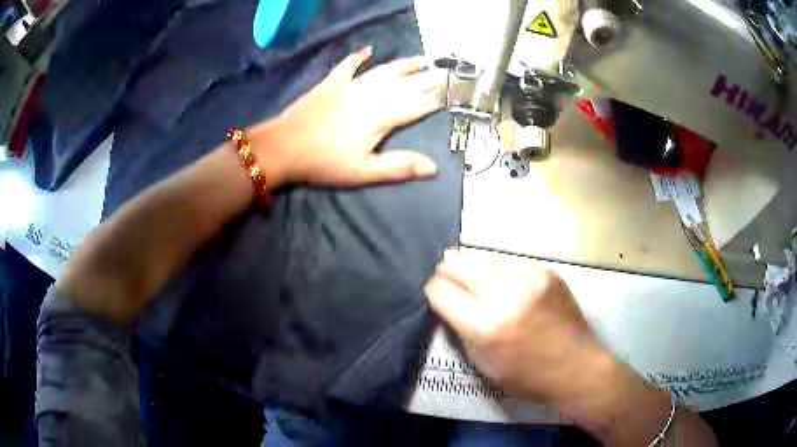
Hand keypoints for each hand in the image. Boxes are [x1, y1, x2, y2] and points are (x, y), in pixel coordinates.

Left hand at [248, 47, 441, 188]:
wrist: (284, 146)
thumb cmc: (324, 162)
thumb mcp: (363, 172)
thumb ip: (398, 167)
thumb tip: (433, 167)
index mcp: (381, 118)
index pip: (416, 106)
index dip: (436, 99)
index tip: (452, 93)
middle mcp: (371, 96)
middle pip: (405, 85)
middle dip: (427, 79)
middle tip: (444, 73)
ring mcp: (350, 86)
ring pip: (384, 71)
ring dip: (404, 65)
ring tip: (422, 60)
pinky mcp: (331, 83)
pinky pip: (348, 65)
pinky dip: (358, 57)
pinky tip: (368, 50)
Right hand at [424, 249, 606, 405]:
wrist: (577, 367)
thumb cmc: (527, 376)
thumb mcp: (483, 364)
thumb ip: (460, 330)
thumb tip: (447, 302)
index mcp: (485, 325)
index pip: (440, 291)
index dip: (433, 291)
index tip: (436, 295)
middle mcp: (505, 295)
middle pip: (457, 264)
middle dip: (447, 272)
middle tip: (448, 280)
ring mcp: (528, 278)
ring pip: (481, 257)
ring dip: (471, 268)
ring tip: (471, 276)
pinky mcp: (546, 272)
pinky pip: (509, 262)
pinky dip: (498, 270)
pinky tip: (503, 282)